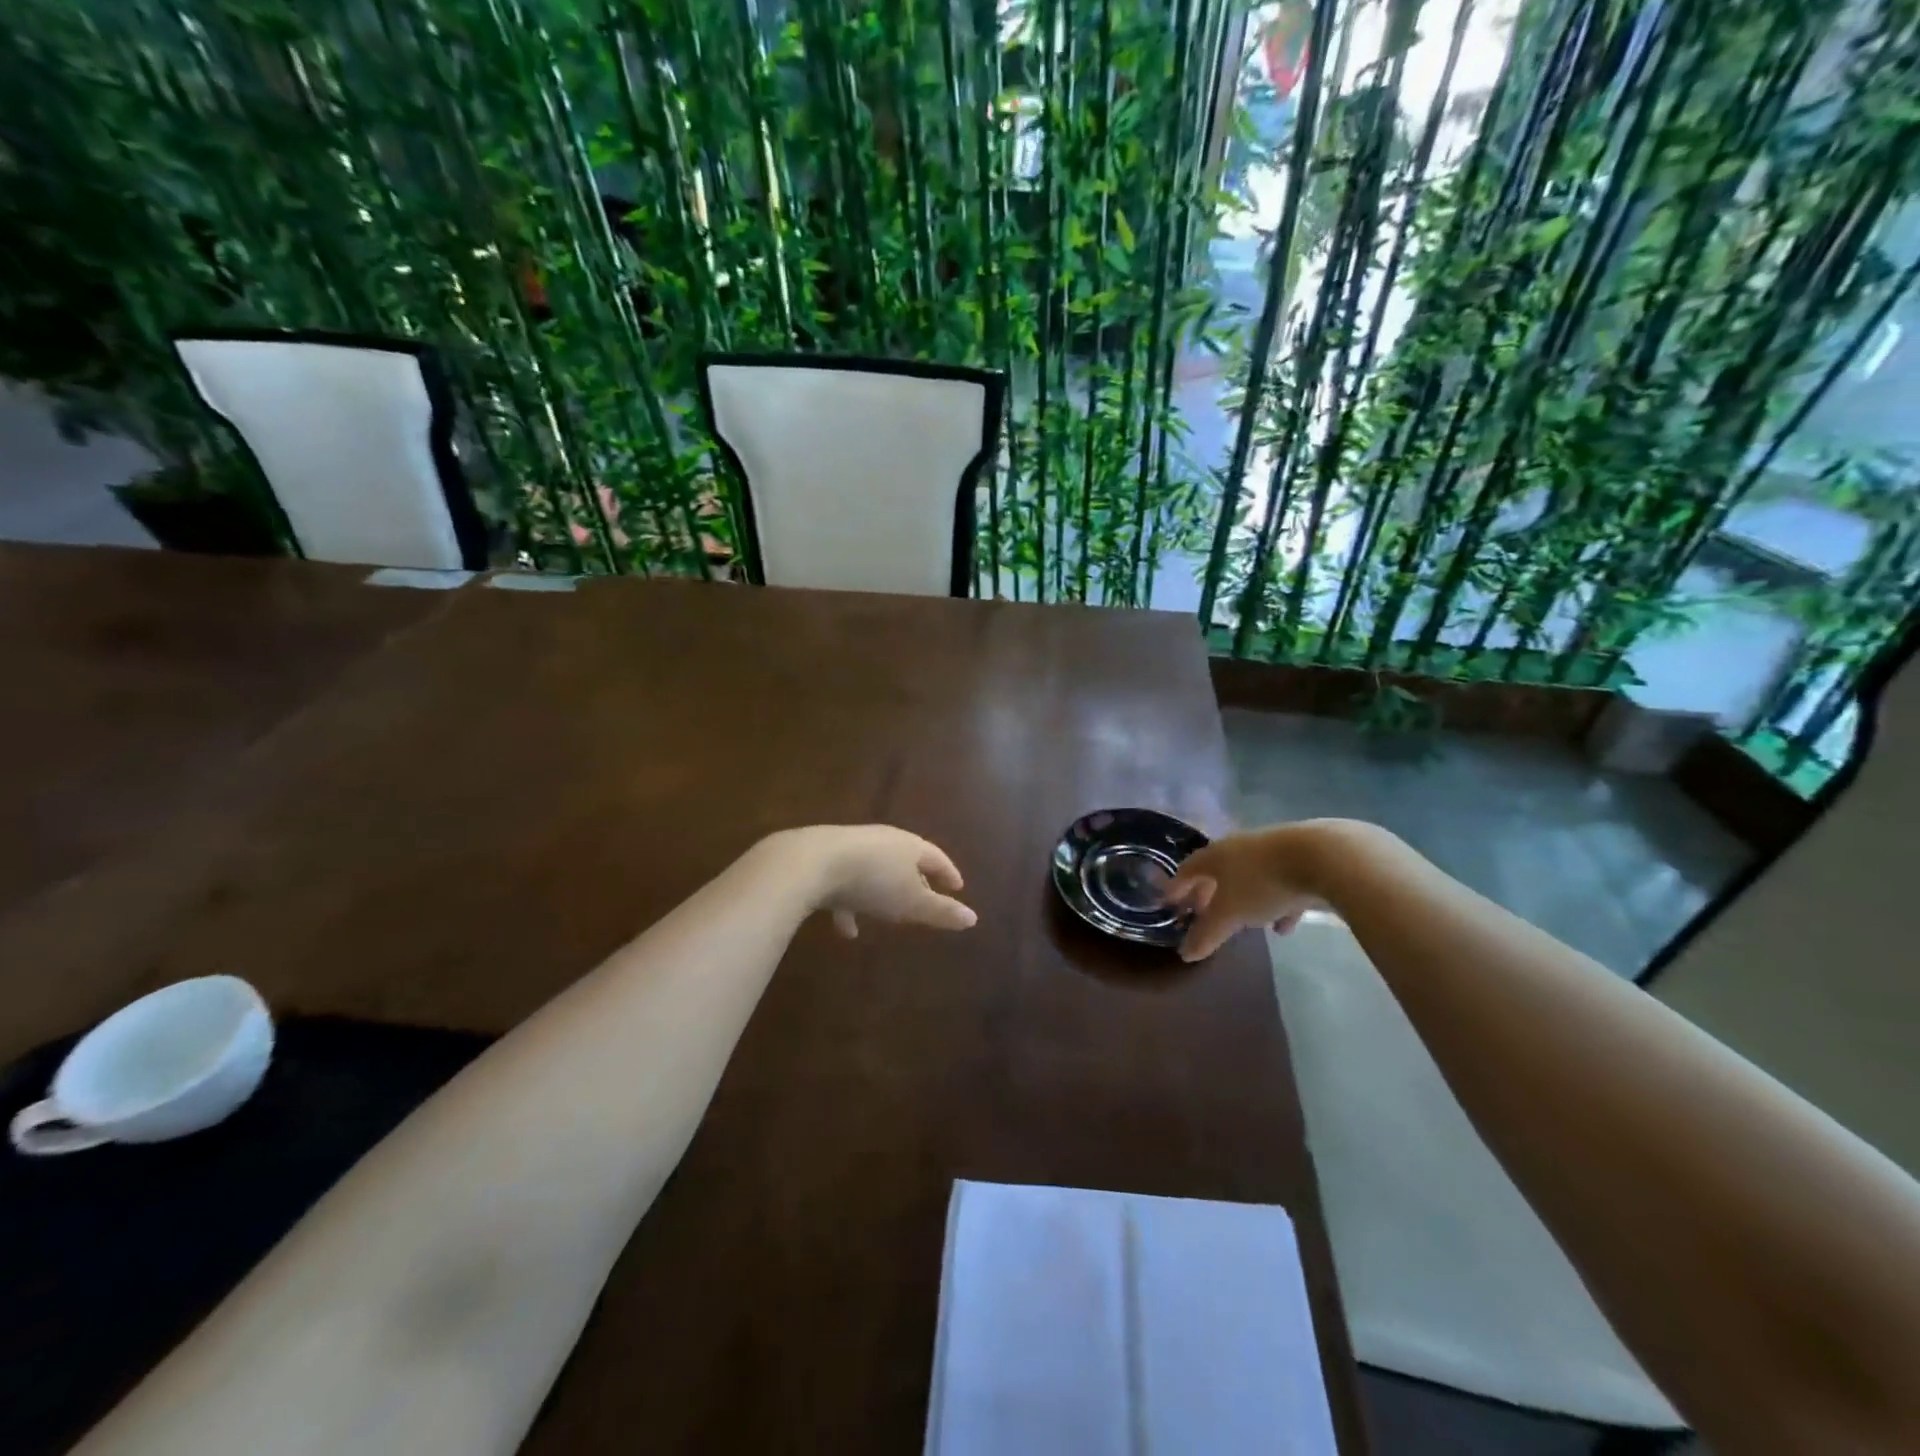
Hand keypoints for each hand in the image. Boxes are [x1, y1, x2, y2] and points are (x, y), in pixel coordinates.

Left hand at [770, 826, 976, 936]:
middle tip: (926, 895)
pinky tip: (846, 930)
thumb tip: (973, 918)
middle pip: (905, 859)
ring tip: (887, 915)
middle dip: (916, 878)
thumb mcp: (911, 902)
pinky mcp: (825, 859)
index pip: (936, 857)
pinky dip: (850, 904)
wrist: (810, 863)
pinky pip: (845, 883)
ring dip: (882, 892)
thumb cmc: (872, 882)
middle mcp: (882, 840)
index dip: (948, 873)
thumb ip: (941, 911)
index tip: (958, 887)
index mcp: (909, 845)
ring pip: (874, 871)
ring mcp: (851, 847)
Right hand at [1165, 823, 1327, 961]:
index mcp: (1216, 855)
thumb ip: (1207, 934)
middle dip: (1210, 893)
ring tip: (1245, 924)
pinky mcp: (1303, 860)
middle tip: (1203, 913)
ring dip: (1245, 899)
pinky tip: (1284, 926)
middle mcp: (1239, 847)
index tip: (1169, 903)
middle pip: (1218, 871)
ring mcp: (1272, 851)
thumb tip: (1185, 954)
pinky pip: (1281, 884)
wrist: (1325, 858)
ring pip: (1250, 877)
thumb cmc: (1263, 883)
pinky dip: (1277, 904)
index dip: (1177, 887)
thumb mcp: (1230, 914)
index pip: (1188, 869)